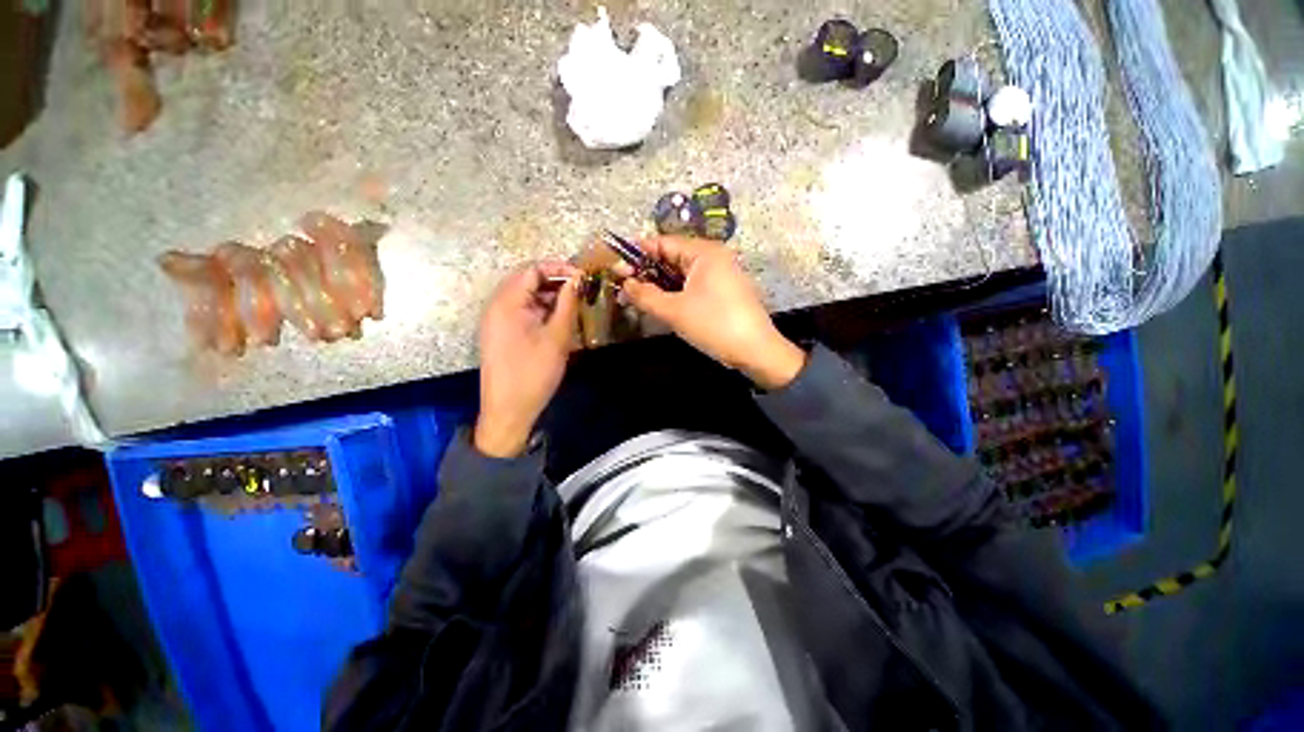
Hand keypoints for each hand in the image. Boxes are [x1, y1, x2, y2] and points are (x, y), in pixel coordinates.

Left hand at [475, 261, 581, 457]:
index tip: (583, 278)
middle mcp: (497, 305)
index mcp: (507, 302)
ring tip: (574, 305)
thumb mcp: (557, 337)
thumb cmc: (534, 373)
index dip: (559, 268)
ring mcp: (496, 320)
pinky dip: (541, 310)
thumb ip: (568, 303)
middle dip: (555, 281)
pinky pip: (522, 311)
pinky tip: (559, 320)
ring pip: (526, 296)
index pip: (532, 269)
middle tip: (581, 291)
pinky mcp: (501, 333)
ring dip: (550, 297)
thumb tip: (578, 279)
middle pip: (527, 280)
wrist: (508, 410)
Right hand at [619, 237, 805, 389]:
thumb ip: (645, 295)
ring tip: (636, 297)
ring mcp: (721, 275)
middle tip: (623, 286)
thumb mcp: (674, 311)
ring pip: (682, 274)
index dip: (638, 253)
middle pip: (672, 258)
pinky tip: (660, 304)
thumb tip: (624, 283)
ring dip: (659, 285)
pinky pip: (692, 286)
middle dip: (647, 272)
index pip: (663, 243)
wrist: (756, 352)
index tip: (616, 266)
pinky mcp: (723, 292)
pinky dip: (675, 293)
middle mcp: (714, 257)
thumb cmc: (714, 325)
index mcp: (704, 252)